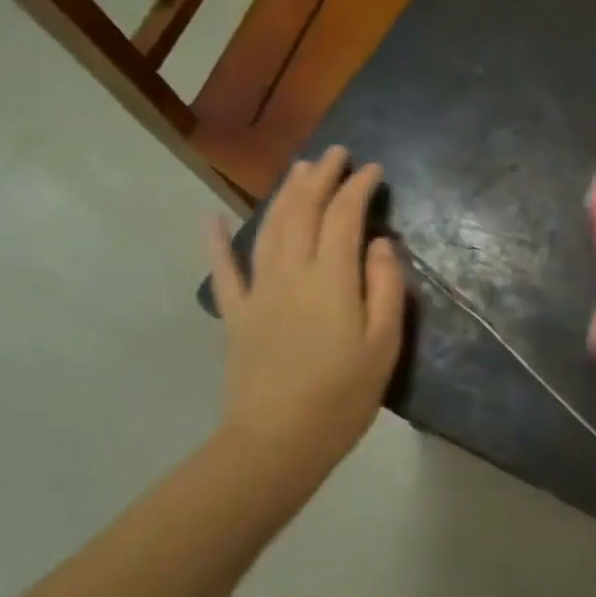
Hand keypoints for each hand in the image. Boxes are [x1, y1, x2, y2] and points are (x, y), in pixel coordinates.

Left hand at [207, 147, 405, 481]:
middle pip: (303, 211)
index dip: (358, 187)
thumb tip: (380, 242)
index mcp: (331, 279)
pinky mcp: (237, 315)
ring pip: (270, 228)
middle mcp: (292, 272)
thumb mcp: (384, 343)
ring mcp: (259, 291)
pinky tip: (211, 217)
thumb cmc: (343, 395)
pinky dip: (216, 241)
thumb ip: (385, 286)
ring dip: (284, 193)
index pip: (345, 217)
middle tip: (336, 153)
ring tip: (298, 169)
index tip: (373, 169)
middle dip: (321, 177)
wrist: (277, 443)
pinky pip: (224, 271)